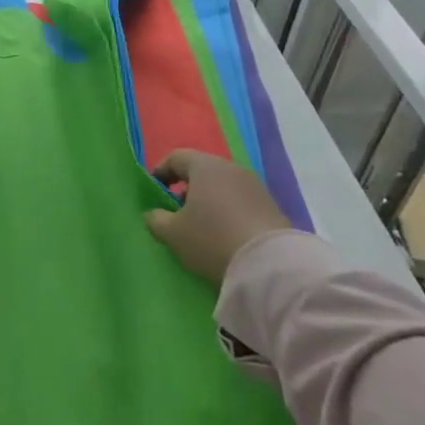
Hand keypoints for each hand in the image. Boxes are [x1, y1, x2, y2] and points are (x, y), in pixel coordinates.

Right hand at [144, 150, 290, 284]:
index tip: (154, 192)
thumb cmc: (212, 239)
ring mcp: (255, 186)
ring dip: (208, 202)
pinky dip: (228, 213)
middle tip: (177, 212)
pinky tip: (225, 236)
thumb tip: (153, 214)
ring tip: (201, 228)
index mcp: (204, 166)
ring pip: (222, 187)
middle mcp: (231, 168)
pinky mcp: (271, 207)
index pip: (176, 158)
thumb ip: (156, 220)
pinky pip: (240, 202)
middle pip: (201, 171)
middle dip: (186, 189)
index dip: (161, 172)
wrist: (269, 266)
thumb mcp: (174, 234)